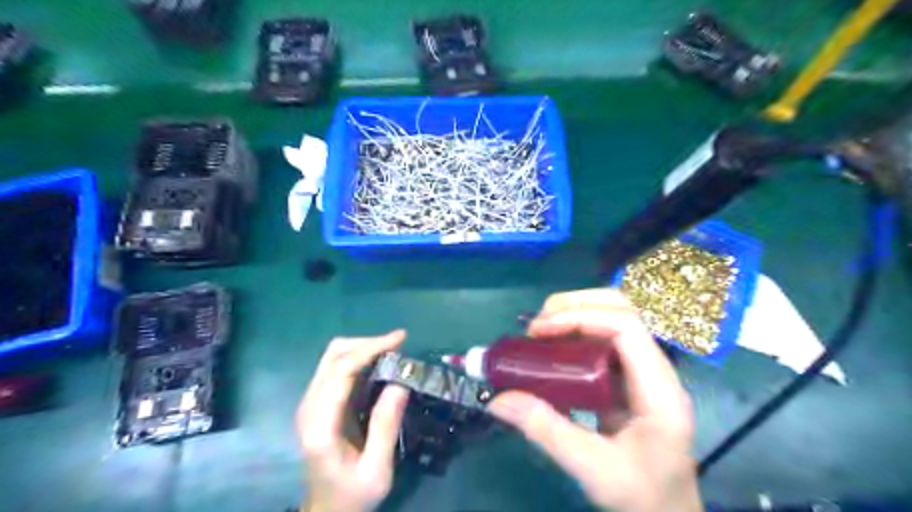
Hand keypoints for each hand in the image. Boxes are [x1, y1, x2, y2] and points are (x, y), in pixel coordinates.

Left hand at [297, 331, 409, 509]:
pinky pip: (337, 368)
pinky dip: (359, 359)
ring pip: (333, 357)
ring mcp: (311, 403)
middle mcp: (309, 407)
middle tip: (399, 345)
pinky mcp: (318, 404)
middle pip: (333, 355)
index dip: (370, 348)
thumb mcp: (377, 469)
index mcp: (321, 424)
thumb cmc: (352, 495)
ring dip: (363, 348)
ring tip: (392, 353)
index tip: (400, 339)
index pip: (341, 371)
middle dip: (367, 343)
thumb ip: (386, 425)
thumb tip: (402, 381)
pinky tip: (379, 365)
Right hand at [488, 291, 698, 511]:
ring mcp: (645, 370)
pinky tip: (553, 345)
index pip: (627, 328)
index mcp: (660, 391)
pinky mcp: (630, 376)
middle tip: (538, 322)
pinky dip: (576, 331)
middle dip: (577, 304)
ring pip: (615, 317)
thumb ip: (546, 430)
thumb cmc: (641, 496)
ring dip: (576, 313)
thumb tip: (497, 399)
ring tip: (541, 329)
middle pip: (624, 310)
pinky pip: (604, 338)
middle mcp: (657, 370)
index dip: (581, 318)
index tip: (540, 330)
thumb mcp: (591, 468)